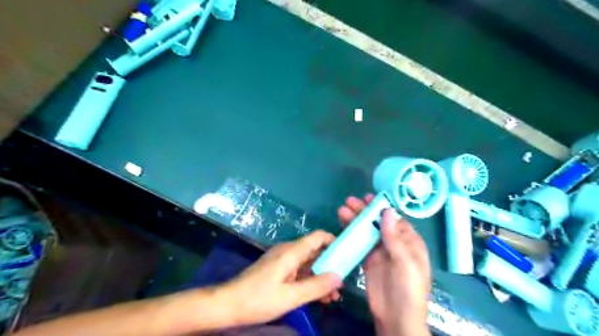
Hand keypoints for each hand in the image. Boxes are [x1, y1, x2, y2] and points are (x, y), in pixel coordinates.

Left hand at [221, 231, 341, 324]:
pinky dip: (310, 281)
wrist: (227, 304)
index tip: (347, 256)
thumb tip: (339, 276)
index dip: (334, 242)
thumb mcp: (290, 296)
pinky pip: (299, 272)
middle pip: (316, 251)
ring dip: (321, 277)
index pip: (318, 237)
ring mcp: (283, 261)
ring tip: (333, 296)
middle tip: (342, 284)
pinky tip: (318, 297)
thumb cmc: (258, 299)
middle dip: (331, 266)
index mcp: (291, 252)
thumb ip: (315, 286)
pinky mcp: (279, 270)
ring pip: (309, 263)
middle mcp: (289, 251)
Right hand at [341, 196, 430, 334]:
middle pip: (378, 223)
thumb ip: (395, 237)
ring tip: (342, 210)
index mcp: (409, 242)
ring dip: (355, 220)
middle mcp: (395, 243)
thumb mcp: (405, 262)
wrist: (396, 317)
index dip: (381, 208)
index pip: (395, 219)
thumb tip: (387, 211)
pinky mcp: (368, 260)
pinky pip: (359, 243)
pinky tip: (342, 226)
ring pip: (367, 231)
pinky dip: (352, 234)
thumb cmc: (408, 288)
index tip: (368, 198)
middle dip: (365, 211)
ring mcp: (380, 252)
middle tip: (350, 201)